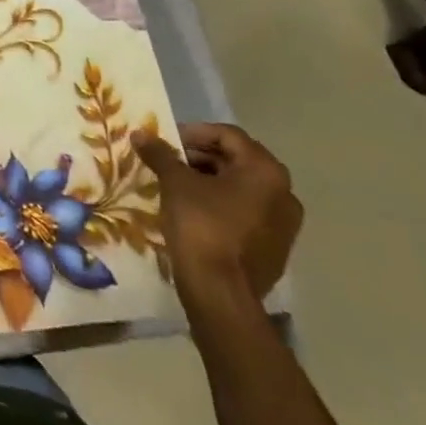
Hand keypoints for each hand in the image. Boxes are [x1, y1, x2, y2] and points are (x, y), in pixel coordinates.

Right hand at [131, 123, 301, 307]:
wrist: (220, 292)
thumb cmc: (201, 225)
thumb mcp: (175, 182)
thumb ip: (160, 153)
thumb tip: (140, 133)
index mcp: (265, 171)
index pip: (227, 135)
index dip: (193, 133)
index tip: (166, 141)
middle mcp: (284, 193)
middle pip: (238, 160)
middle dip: (201, 157)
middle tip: (170, 161)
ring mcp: (285, 224)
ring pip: (243, 187)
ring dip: (211, 180)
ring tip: (178, 185)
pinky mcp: (276, 248)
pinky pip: (248, 213)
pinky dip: (223, 204)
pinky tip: (196, 212)